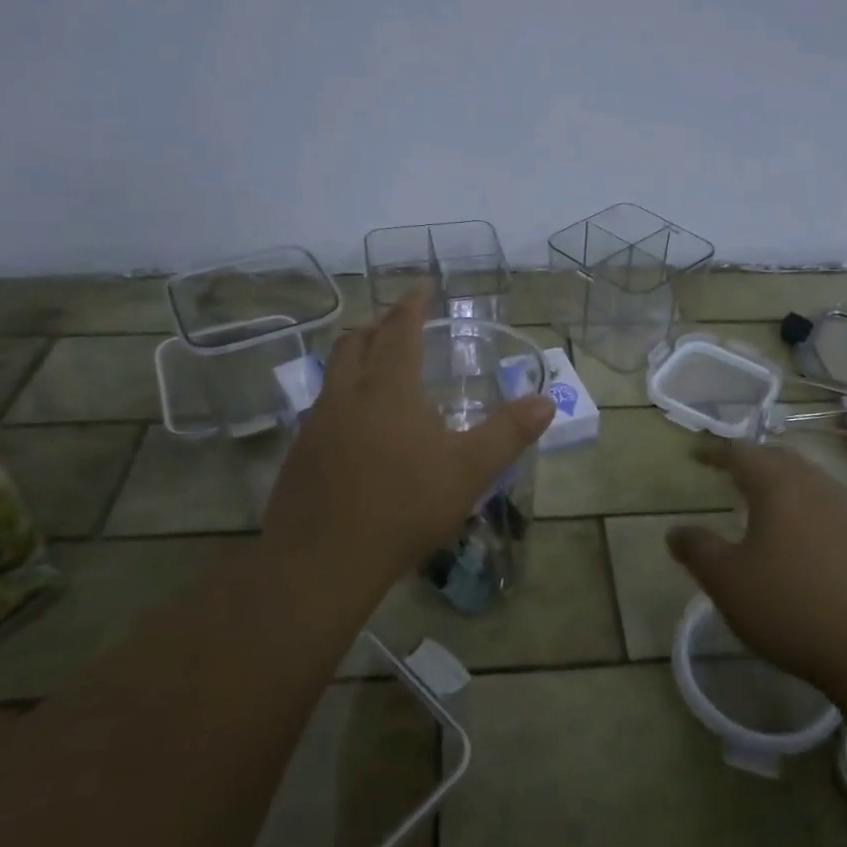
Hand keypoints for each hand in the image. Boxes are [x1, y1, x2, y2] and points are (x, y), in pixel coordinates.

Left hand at [262, 289, 555, 598]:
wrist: (322, 561)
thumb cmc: (403, 507)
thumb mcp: (468, 471)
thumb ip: (508, 433)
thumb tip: (547, 401)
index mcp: (388, 388)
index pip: (399, 330)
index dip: (412, 304)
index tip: (423, 285)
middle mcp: (346, 395)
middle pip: (355, 342)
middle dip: (377, 325)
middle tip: (396, 322)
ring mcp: (316, 424)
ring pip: (334, 373)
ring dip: (355, 357)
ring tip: (376, 366)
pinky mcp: (299, 455)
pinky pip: (322, 408)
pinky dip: (342, 397)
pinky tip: (356, 426)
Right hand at [667, 437, 846, 692]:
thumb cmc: (791, 607)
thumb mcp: (727, 582)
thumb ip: (697, 550)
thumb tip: (675, 531)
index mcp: (779, 487)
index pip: (741, 453)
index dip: (716, 452)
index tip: (697, 456)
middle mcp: (818, 487)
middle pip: (780, 460)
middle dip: (753, 462)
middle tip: (732, 472)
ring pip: (811, 483)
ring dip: (785, 485)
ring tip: (767, 504)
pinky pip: (834, 510)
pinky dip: (810, 512)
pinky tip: (807, 540)